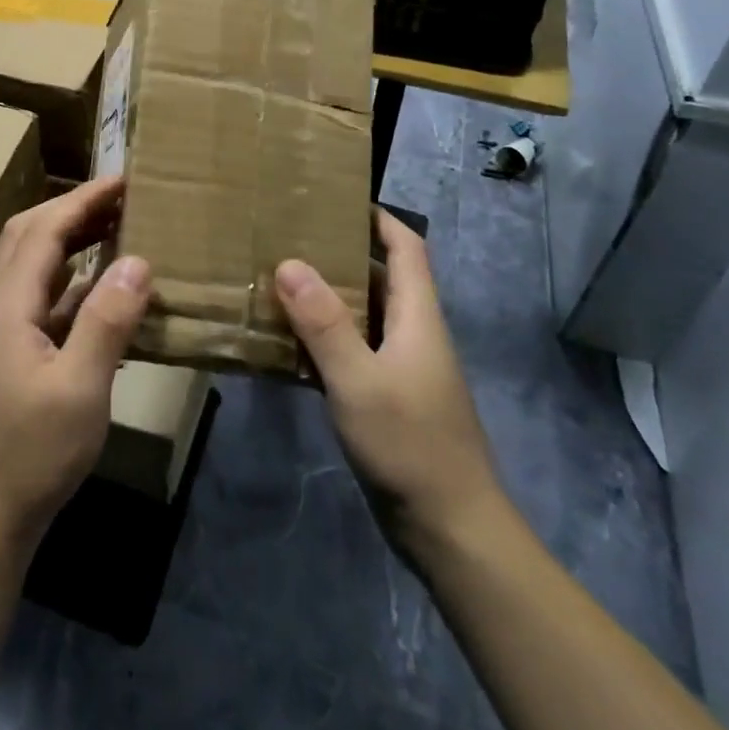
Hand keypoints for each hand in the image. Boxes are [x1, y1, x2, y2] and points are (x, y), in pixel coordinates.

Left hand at [0, 176, 151, 549]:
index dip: (83, 199)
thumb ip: (108, 320)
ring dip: (70, 239)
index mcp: (6, 304)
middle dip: (73, 209)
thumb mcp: (81, 388)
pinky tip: (101, 288)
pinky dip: (70, 279)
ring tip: (116, 228)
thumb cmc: (33, 453)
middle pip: (29, 236)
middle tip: (121, 198)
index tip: (124, 180)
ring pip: (32, 264)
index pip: (43, 230)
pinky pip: (40, 296)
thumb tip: (138, 260)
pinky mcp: (8, 351)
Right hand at [275, 210, 504, 551]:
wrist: (451, 530)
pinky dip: (323, 341)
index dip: (378, 218)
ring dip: (326, 299)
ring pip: (363, 317)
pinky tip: (287, 345)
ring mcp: (402, 369)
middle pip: (381, 278)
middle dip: (340, 254)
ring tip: (278, 283)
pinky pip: (352, 353)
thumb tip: (289, 263)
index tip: (335, 199)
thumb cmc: (410, 445)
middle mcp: (413, 334)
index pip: (406, 248)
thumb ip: (324, 323)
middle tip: (288, 239)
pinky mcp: (388, 399)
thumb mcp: (359, 380)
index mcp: (418, 317)